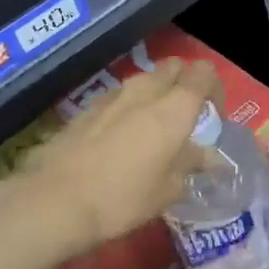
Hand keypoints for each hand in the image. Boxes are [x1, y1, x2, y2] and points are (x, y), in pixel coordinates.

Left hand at [13, 59, 218, 250]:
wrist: (55, 200)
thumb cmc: (124, 197)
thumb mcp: (168, 190)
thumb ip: (191, 165)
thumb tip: (209, 158)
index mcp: (175, 107)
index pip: (204, 72)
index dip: (213, 88)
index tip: (212, 116)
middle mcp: (145, 91)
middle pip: (173, 67)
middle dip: (184, 84)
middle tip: (185, 117)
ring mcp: (112, 96)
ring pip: (143, 81)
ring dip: (154, 95)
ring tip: (153, 130)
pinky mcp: (86, 109)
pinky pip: (118, 98)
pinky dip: (127, 108)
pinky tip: (120, 139)